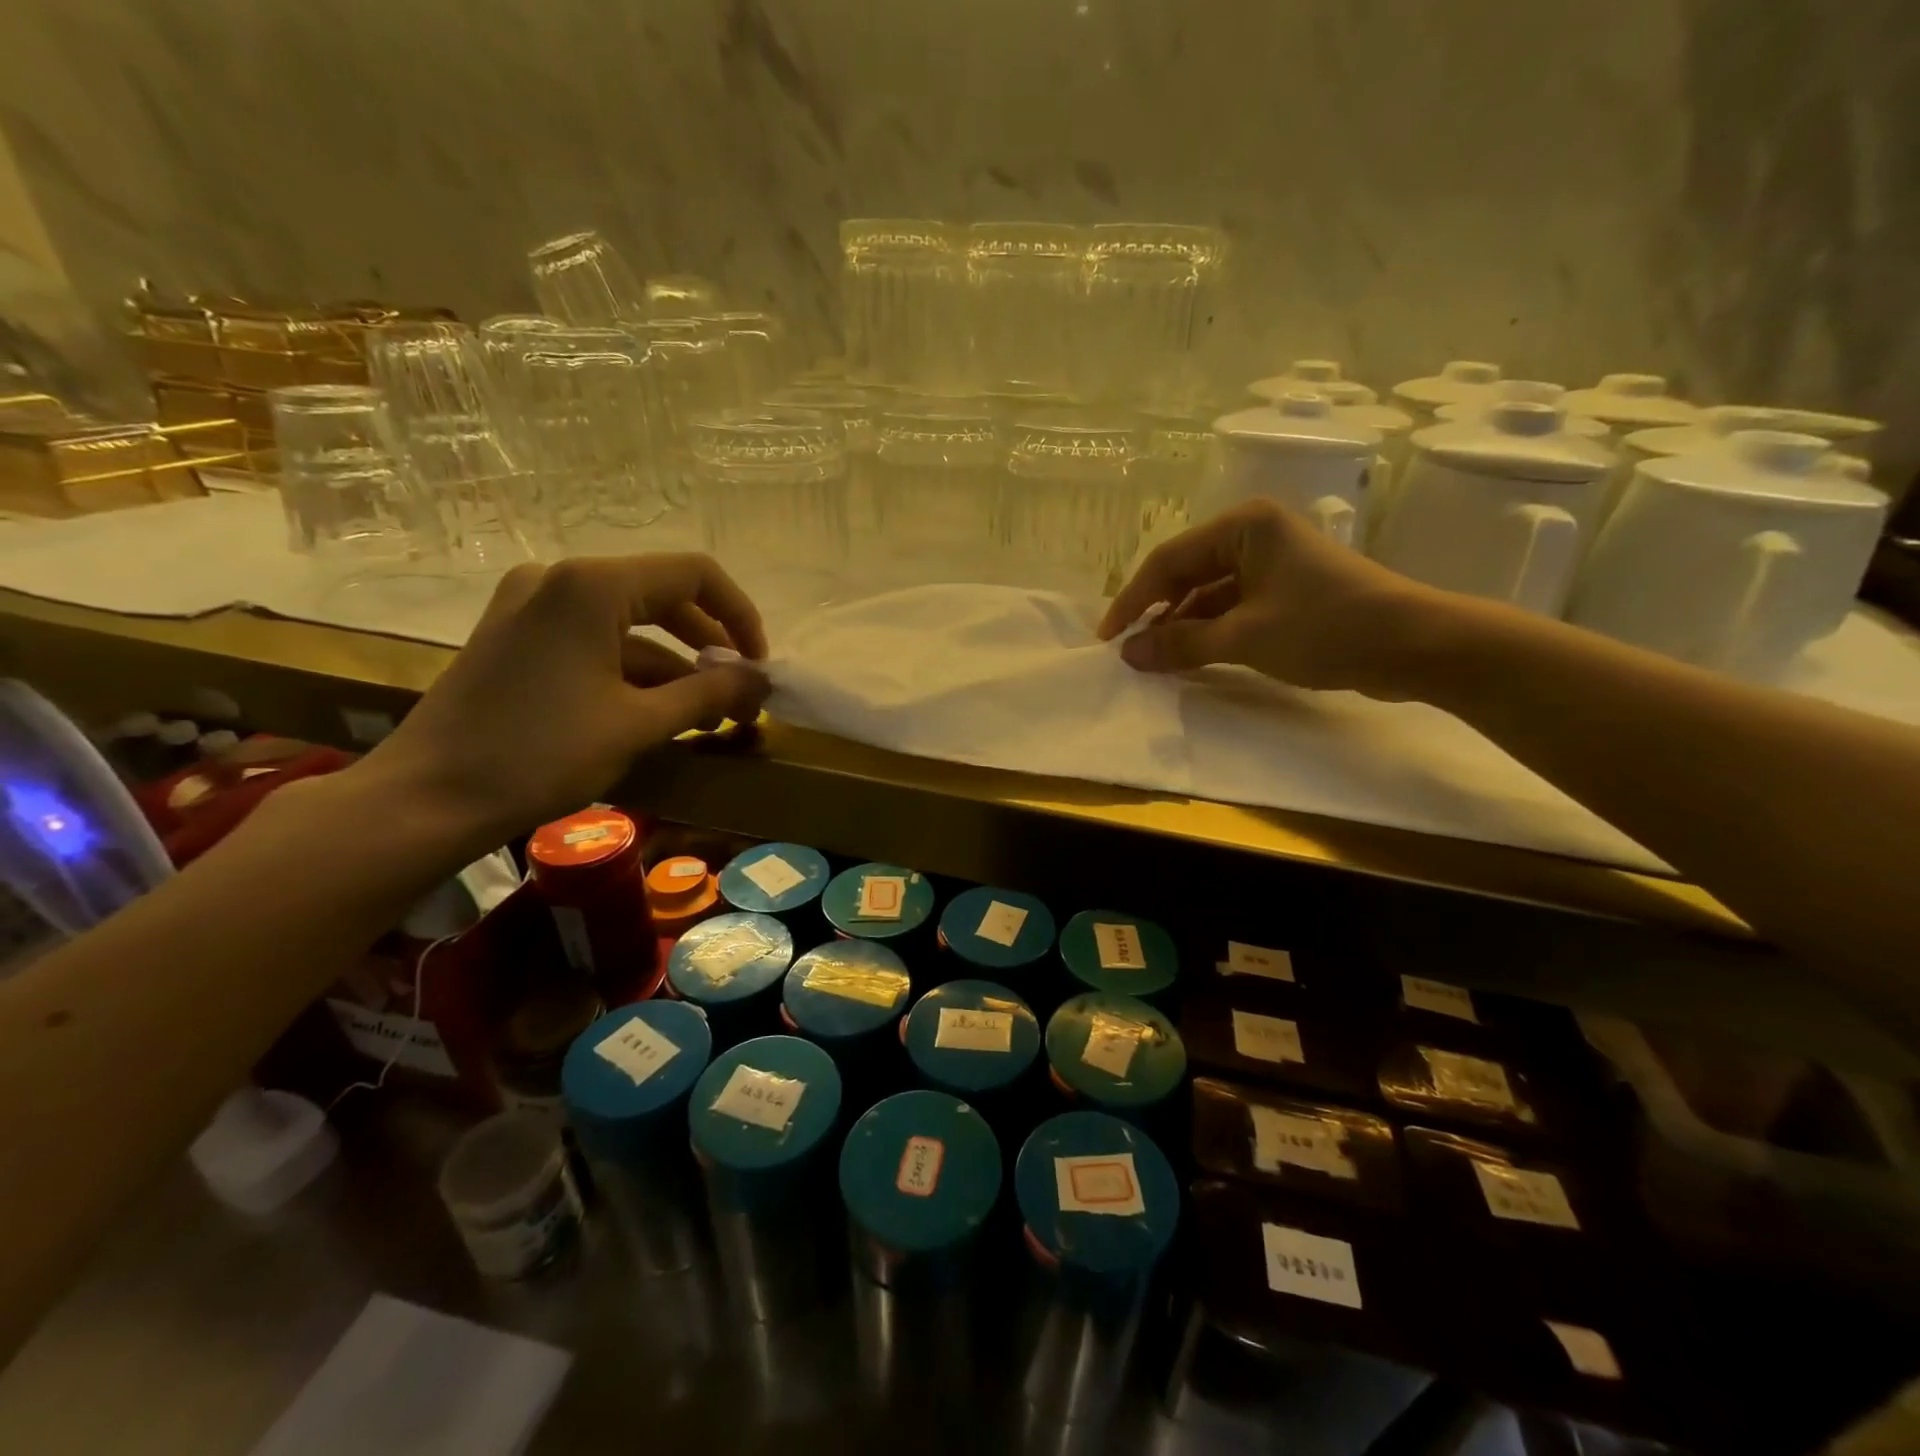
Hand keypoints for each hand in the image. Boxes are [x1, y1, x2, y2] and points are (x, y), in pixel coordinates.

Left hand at [361, 554, 771, 847]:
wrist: (427, 799)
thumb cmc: (540, 754)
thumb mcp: (639, 723)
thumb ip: (710, 693)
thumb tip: (763, 680)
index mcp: (593, 586)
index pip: (694, 575)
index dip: (740, 616)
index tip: (759, 665)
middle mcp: (561, 580)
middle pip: (663, 596)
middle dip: (710, 646)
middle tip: (740, 694)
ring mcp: (532, 606)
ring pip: (629, 624)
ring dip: (674, 667)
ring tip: (708, 716)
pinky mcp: (516, 637)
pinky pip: (594, 641)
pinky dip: (632, 672)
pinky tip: (657, 714)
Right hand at [1098, 500, 1435, 696]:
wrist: (1415, 645)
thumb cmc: (1325, 627)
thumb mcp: (1244, 637)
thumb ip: (1181, 644)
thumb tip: (1128, 654)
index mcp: (1243, 526)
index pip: (1168, 560)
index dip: (1133, 600)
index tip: (1108, 638)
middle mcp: (1254, 535)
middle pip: (1186, 573)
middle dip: (1156, 613)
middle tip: (1129, 650)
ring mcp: (1272, 563)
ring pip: (1207, 593)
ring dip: (1181, 625)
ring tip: (1155, 660)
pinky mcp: (1286, 591)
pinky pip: (1232, 607)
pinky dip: (1209, 631)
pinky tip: (1191, 657)